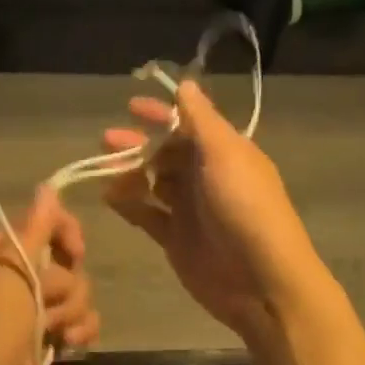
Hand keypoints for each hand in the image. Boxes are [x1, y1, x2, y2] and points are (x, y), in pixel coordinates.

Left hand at [0, 186, 96, 364]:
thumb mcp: (8, 275)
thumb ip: (33, 231)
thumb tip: (47, 186)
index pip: (39, 225)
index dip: (62, 231)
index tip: (76, 249)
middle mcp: (15, 281)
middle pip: (64, 263)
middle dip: (66, 285)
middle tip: (48, 304)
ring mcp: (32, 314)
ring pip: (76, 294)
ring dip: (73, 312)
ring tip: (57, 334)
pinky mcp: (47, 342)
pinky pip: (80, 323)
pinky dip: (80, 332)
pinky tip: (72, 346)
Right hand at [105, 79, 324, 341]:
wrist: (260, 281)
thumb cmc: (245, 207)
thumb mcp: (225, 154)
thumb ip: (201, 119)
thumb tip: (185, 84)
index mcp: (224, 152)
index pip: (188, 124)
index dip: (161, 113)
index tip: (131, 106)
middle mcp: (206, 177)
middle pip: (165, 152)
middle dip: (137, 144)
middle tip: (107, 140)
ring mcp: (189, 209)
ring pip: (152, 182)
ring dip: (129, 172)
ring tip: (103, 170)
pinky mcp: (175, 238)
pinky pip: (146, 214)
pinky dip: (128, 204)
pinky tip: (108, 196)